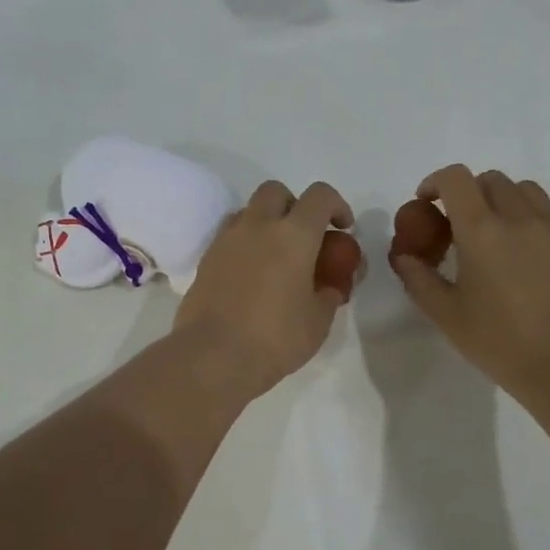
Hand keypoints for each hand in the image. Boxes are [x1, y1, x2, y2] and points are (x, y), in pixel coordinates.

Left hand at [174, 180, 354, 398]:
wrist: (213, 357)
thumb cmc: (275, 338)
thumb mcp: (318, 321)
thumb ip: (329, 293)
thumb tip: (329, 285)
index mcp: (293, 235)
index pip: (320, 196)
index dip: (337, 206)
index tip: (343, 229)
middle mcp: (257, 226)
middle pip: (277, 192)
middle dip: (295, 206)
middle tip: (305, 238)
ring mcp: (226, 240)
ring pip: (249, 211)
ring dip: (266, 223)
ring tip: (276, 257)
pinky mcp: (206, 260)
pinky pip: (229, 237)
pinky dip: (245, 245)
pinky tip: (252, 276)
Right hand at [390, 165, 549, 404]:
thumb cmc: (498, 342)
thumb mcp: (446, 314)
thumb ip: (418, 278)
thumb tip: (403, 255)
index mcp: (481, 231)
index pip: (455, 179)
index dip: (435, 182)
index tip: (427, 202)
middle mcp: (519, 217)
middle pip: (490, 180)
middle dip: (468, 193)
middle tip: (460, 226)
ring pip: (525, 190)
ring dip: (503, 200)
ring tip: (497, 233)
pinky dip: (535, 217)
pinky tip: (530, 248)